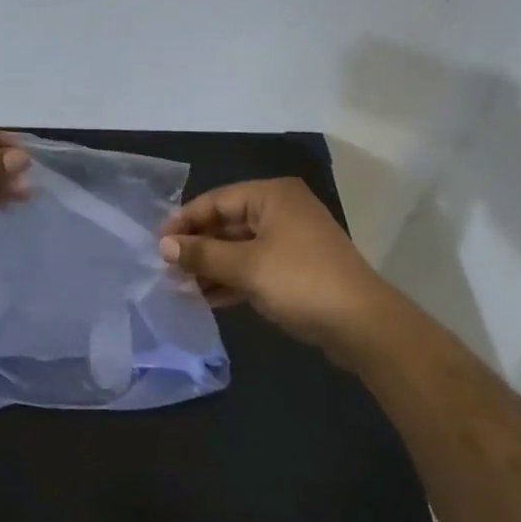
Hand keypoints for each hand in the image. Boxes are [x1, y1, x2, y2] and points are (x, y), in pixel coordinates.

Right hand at [160, 179, 395, 364]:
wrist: (363, 325)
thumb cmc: (300, 282)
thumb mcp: (245, 267)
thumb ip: (202, 255)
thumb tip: (163, 246)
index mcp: (272, 196)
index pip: (216, 201)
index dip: (185, 221)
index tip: (157, 243)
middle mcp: (281, 210)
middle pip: (227, 223)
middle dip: (198, 247)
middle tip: (166, 268)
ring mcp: (291, 240)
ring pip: (240, 247)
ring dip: (212, 266)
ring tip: (181, 286)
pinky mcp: (296, 268)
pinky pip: (254, 266)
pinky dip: (232, 279)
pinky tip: (207, 298)